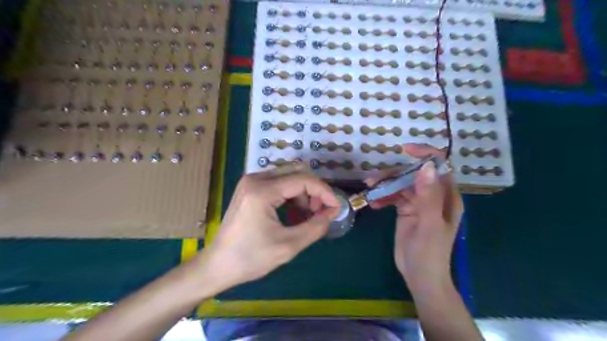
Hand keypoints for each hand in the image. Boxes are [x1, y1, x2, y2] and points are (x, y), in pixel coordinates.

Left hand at [199, 166, 340, 289]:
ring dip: (304, 193)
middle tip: (320, 213)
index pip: (303, 180)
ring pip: (288, 176)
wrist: (217, 266)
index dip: (324, 192)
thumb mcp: (288, 246)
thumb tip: (332, 212)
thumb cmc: (250, 258)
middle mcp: (256, 179)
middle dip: (314, 191)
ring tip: (307, 216)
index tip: (335, 208)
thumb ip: (315, 227)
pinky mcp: (250, 189)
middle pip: (297, 172)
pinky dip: (292, 195)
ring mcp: (251, 182)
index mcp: (262, 190)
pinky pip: (278, 183)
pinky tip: (294, 213)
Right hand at [365, 142, 464, 294]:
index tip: (405, 150)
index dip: (425, 154)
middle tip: (374, 178)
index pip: (439, 167)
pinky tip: (374, 203)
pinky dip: (384, 197)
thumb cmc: (429, 253)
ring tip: (369, 188)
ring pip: (401, 184)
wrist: (419, 276)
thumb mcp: (429, 224)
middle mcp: (433, 196)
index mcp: (446, 197)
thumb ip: (428, 196)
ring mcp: (418, 203)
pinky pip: (394, 197)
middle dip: (395, 173)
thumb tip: (426, 166)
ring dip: (386, 184)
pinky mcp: (406, 210)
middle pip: (414, 174)